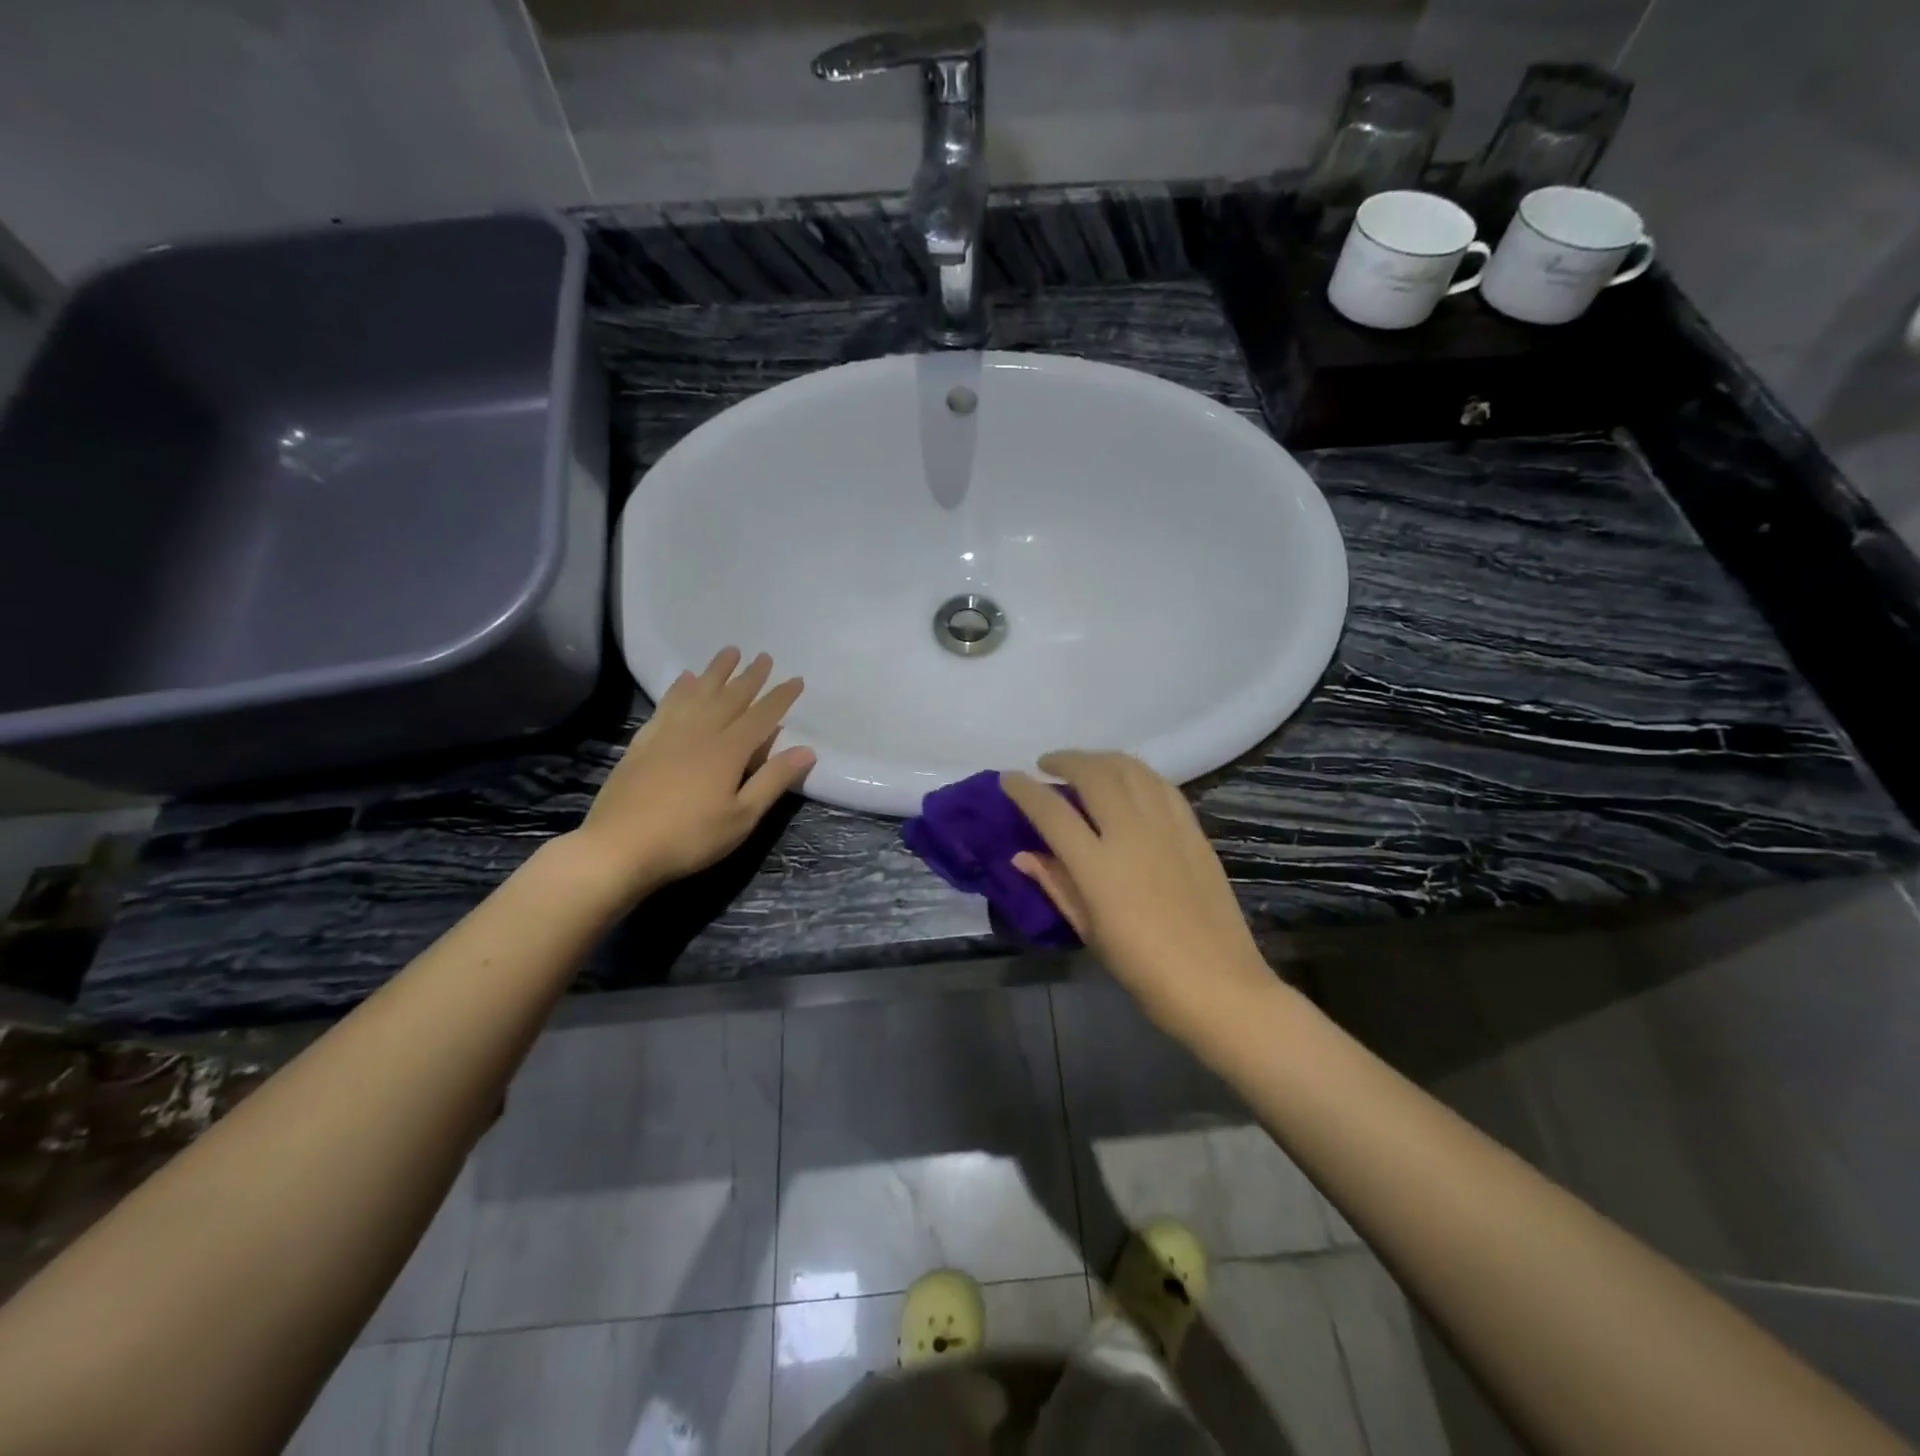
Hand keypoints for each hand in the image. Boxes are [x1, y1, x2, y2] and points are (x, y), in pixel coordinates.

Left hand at [564, 648, 814, 906]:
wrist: (619, 847)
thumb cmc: (689, 837)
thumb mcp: (742, 817)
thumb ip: (773, 780)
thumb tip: (806, 750)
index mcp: (728, 750)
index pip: (762, 716)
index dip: (780, 697)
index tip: (796, 679)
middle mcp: (700, 732)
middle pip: (730, 697)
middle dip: (750, 677)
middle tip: (764, 656)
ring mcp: (668, 734)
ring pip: (698, 693)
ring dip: (716, 672)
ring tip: (729, 652)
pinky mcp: (644, 743)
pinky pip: (666, 705)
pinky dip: (679, 689)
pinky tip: (684, 680)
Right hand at [1002, 752, 1275, 1043]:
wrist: (1218, 983)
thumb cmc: (1143, 968)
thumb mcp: (1089, 931)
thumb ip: (1055, 885)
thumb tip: (1023, 855)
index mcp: (1098, 866)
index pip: (1052, 812)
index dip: (1025, 790)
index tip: (1008, 778)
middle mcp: (1131, 834)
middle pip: (1093, 775)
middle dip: (1064, 761)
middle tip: (1047, 765)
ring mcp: (1167, 827)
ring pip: (1130, 769)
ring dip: (1101, 759)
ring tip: (1084, 765)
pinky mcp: (1193, 830)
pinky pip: (1161, 785)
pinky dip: (1136, 773)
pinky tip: (1127, 780)